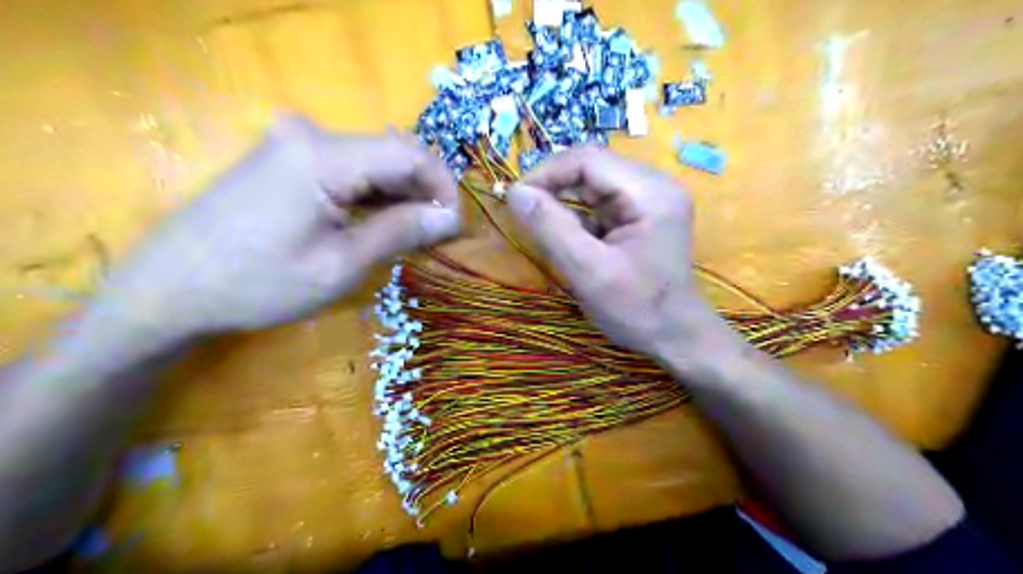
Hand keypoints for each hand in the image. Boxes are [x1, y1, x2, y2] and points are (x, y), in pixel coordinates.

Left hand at [92, 115, 460, 343]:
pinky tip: (378, 221)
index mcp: (323, 156)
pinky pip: (345, 167)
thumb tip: (450, 218)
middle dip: (423, 191)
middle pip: (391, 151)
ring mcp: (293, 143)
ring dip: (399, 193)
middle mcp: (309, 134)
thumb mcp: (339, 264)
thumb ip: (399, 232)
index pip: (409, 153)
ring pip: (370, 159)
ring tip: (412, 234)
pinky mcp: (283, 158)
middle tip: (437, 234)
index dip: (443, 186)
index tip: (455, 225)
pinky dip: (371, 193)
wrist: (167, 289)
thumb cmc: (257, 284)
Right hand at [504, 147, 734, 369]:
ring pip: (592, 184)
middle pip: (591, 167)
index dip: (546, 173)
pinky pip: (600, 202)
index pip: (587, 159)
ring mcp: (649, 198)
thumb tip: (515, 192)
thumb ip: (550, 228)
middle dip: (553, 186)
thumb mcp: (588, 271)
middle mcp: (653, 185)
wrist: (676, 337)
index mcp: (649, 192)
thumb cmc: (637, 309)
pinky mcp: (641, 214)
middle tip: (523, 213)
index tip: (515, 199)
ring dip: (562, 200)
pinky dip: (576, 215)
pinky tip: (566, 236)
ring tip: (540, 225)